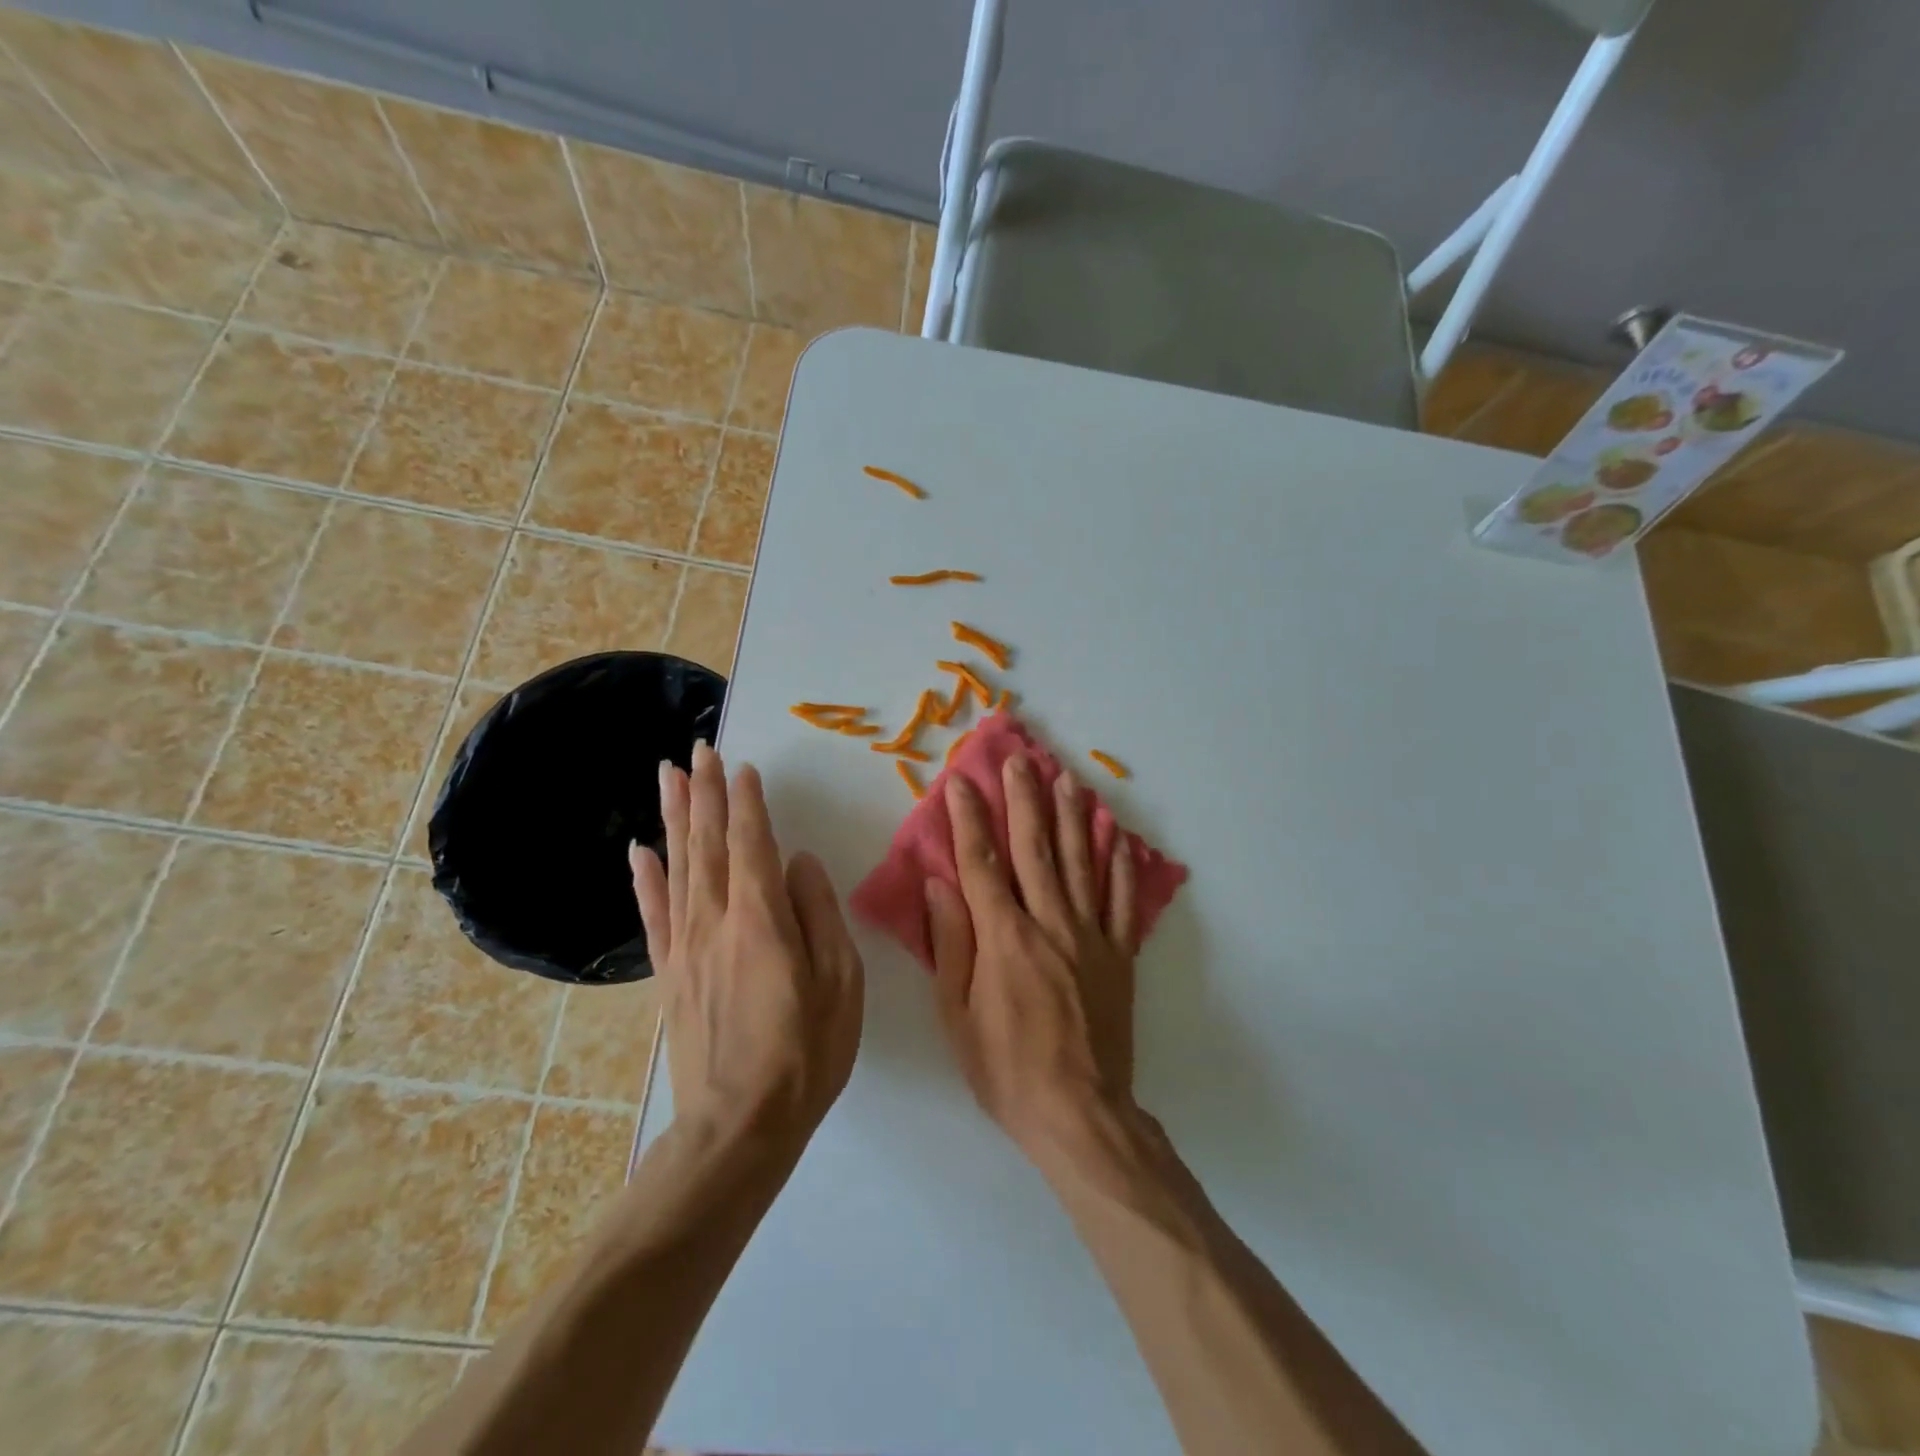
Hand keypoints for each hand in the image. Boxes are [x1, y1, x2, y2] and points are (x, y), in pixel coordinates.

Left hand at [631, 742, 863, 1157]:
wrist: (738, 1126)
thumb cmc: (806, 1052)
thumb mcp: (840, 982)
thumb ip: (819, 913)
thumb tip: (800, 863)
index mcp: (761, 918)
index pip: (752, 842)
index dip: (747, 801)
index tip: (741, 765)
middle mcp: (715, 920)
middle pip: (708, 842)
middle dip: (704, 792)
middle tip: (697, 749)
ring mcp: (686, 945)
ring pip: (678, 866)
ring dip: (674, 817)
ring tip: (668, 776)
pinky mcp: (669, 973)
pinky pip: (654, 913)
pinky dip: (645, 877)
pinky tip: (638, 850)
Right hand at [926, 754, 1139, 1157]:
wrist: (1080, 1114)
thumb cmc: (1005, 1068)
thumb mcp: (958, 1015)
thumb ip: (951, 945)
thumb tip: (939, 885)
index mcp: (1004, 938)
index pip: (981, 863)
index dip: (968, 818)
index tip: (959, 781)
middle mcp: (1050, 924)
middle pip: (1035, 849)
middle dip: (1024, 799)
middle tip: (1019, 759)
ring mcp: (1090, 936)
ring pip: (1081, 862)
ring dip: (1073, 816)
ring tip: (1068, 778)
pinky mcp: (1119, 955)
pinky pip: (1120, 900)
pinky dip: (1119, 863)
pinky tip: (1117, 833)